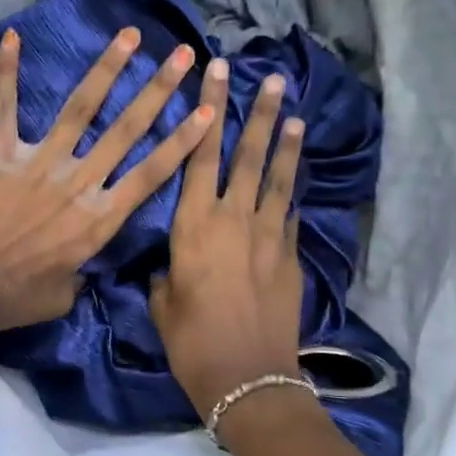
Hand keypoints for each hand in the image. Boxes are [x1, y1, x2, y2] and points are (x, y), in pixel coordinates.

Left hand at [0, 26, 213, 335]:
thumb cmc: (17, 299)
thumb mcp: (66, 295)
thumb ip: (82, 271)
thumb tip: (81, 261)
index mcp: (99, 220)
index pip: (152, 173)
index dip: (183, 141)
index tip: (209, 110)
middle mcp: (77, 182)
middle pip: (126, 130)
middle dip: (159, 90)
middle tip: (184, 55)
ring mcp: (39, 164)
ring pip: (80, 108)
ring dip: (107, 68)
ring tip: (130, 34)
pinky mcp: (1, 157)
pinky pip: (5, 109)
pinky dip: (6, 73)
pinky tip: (12, 37)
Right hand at [150, 60, 306, 415]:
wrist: (249, 378)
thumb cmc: (192, 342)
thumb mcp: (162, 304)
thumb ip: (165, 274)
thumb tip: (170, 265)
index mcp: (194, 225)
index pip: (199, 155)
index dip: (208, 112)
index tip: (216, 76)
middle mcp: (234, 219)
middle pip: (245, 155)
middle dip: (255, 113)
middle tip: (266, 77)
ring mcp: (269, 236)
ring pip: (277, 178)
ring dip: (284, 142)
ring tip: (291, 110)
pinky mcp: (291, 257)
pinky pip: (290, 213)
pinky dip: (290, 190)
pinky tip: (293, 176)